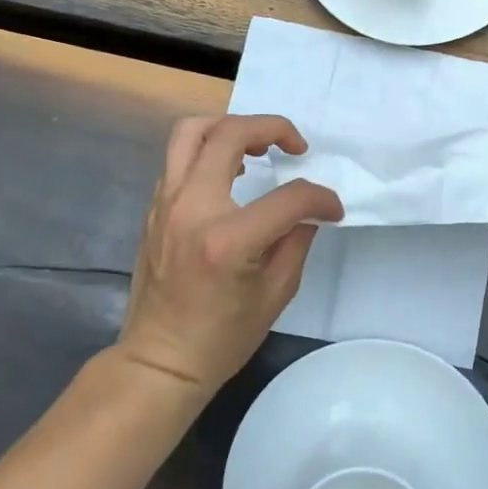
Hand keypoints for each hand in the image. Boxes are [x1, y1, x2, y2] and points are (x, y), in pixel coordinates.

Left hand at [121, 115, 343, 393]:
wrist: (159, 361)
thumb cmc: (222, 337)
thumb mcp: (277, 293)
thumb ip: (297, 240)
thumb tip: (307, 211)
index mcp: (227, 240)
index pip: (287, 198)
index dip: (320, 199)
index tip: (332, 210)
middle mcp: (191, 209)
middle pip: (228, 134)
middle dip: (271, 128)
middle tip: (294, 146)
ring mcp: (166, 204)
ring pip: (192, 132)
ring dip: (231, 127)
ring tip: (257, 145)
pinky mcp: (155, 207)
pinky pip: (179, 157)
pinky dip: (209, 149)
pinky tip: (231, 170)